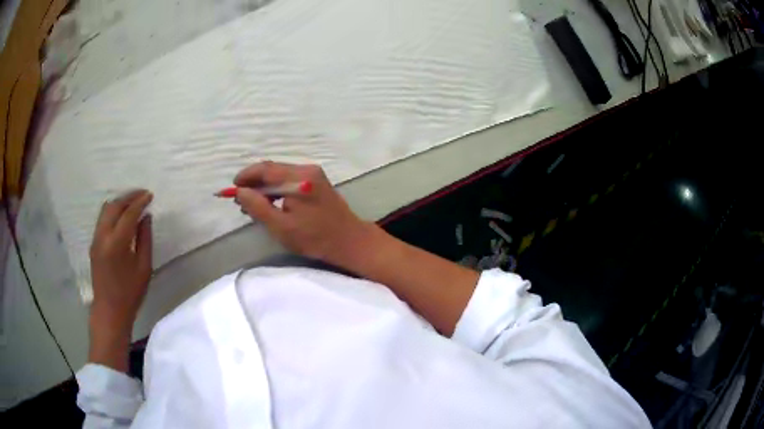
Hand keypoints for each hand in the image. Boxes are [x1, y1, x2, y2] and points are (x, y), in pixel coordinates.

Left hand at [88, 190, 152, 371]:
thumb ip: (145, 239)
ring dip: (119, 202)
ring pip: (106, 210)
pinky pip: (102, 219)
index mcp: (117, 243)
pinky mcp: (93, 243)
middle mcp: (103, 236)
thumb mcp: (144, 268)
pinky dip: (113, 211)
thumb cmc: (130, 293)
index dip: (140, 201)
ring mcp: (95, 239)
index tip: (150, 195)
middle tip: (142, 194)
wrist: (109, 310)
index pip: (128, 213)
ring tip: (132, 202)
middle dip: (129, 196)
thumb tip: (146, 217)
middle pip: (114, 205)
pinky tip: (121, 216)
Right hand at [234, 162, 374, 268]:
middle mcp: (307, 169)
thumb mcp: (281, 227)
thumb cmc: (315, 238)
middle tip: (240, 200)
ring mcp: (314, 174)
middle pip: (272, 170)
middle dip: (253, 182)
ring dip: (264, 186)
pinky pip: (290, 179)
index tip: (231, 189)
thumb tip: (239, 191)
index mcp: (298, 179)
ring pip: (280, 174)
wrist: (349, 241)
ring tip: (252, 205)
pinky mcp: (317, 181)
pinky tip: (270, 203)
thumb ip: (258, 207)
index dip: (245, 177)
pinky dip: (276, 188)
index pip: (265, 169)